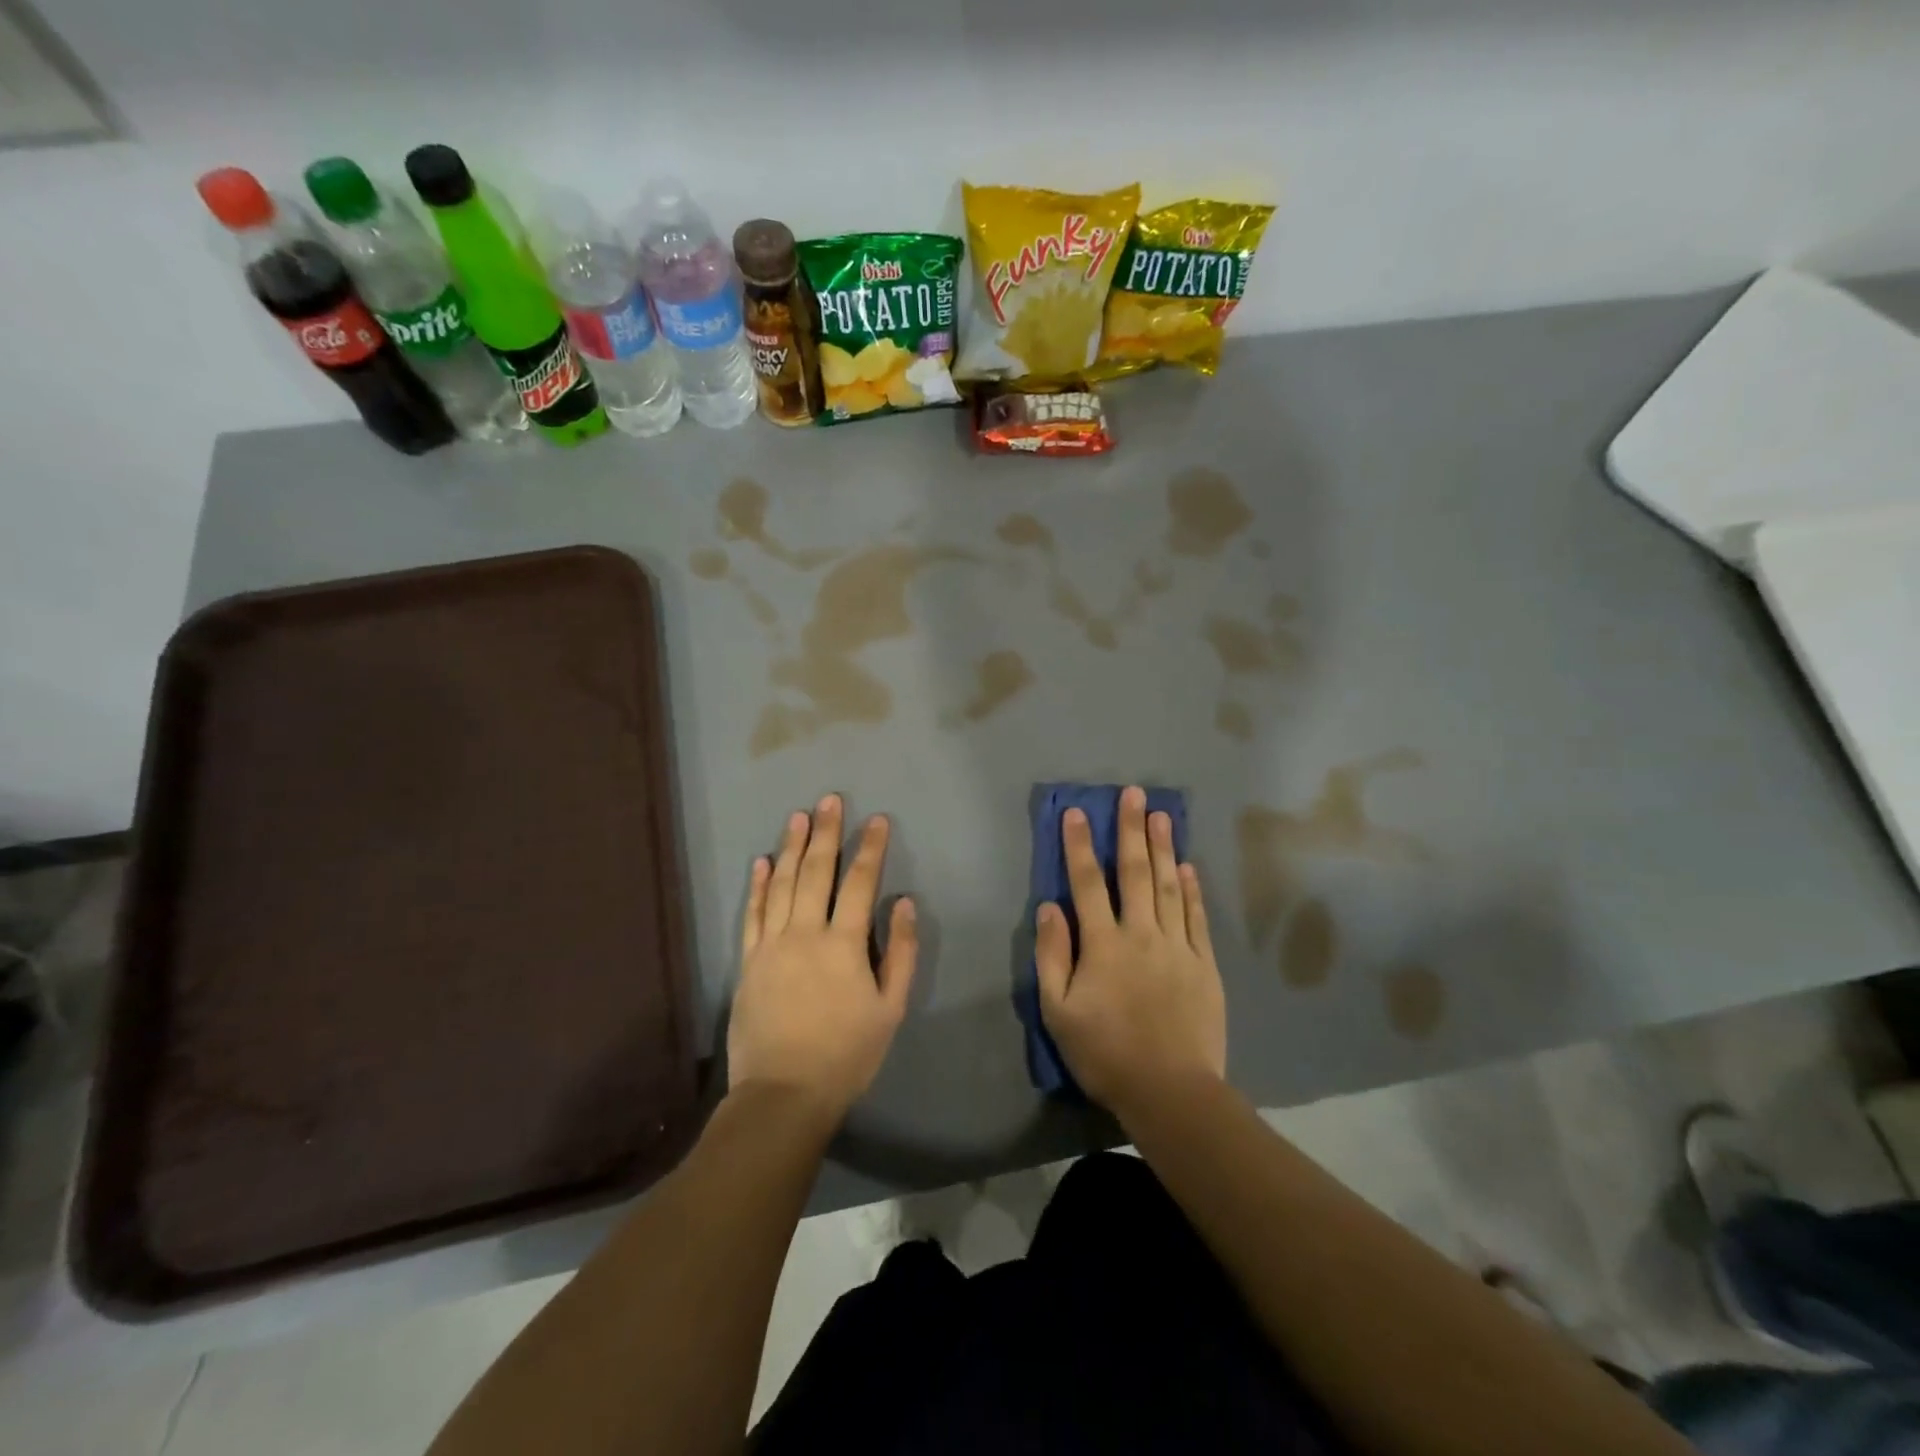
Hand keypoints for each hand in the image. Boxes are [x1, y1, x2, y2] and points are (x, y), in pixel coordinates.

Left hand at [727, 795, 916, 1125]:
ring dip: (790, 847)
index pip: (860, 883)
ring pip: (782, 884)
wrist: (783, 1094)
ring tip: (797, 816)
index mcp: (843, 944)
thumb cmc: (846, 1054)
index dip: (870, 848)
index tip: (876, 819)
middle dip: (826, 833)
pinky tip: (761, 861)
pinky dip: (757, 885)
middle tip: (829, 799)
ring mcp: (771, 944)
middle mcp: (805, 933)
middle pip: (817, 872)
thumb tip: (903, 904)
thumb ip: (899, 952)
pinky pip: (752, 913)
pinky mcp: (748, 961)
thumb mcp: (890, 1008)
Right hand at [1036, 786, 1226, 1120]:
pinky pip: (1196, 918)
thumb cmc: (1105, 1053)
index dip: (1080, 846)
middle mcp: (1141, 934)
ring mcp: (1177, 947)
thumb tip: (1050, 907)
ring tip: (1161, 815)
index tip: (1078, 812)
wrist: (1171, 1091)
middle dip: (1131, 830)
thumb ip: (1052, 956)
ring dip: (1164, 848)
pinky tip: (1188, 867)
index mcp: (1103, 945)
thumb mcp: (1058, 1011)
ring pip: (1169, 887)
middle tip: (1133, 793)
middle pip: (1135, 873)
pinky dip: (1192, 890)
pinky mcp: (1204, 965)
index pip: (1087, 884)